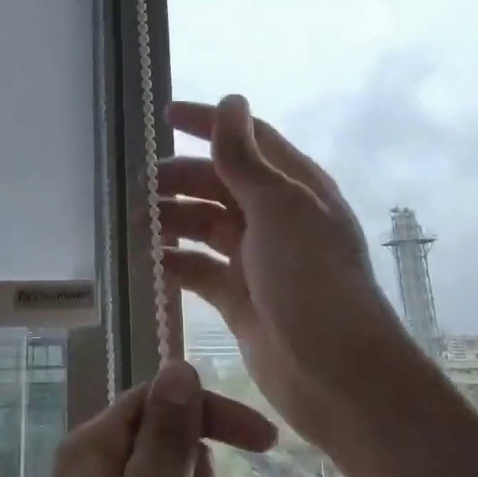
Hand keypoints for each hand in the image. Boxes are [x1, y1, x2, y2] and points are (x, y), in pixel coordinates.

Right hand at [160, 94, 414, 454]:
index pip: (246, 139)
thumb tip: (230, 100)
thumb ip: (245, 158)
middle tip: (141, 186)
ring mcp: (257, 259)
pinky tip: (152, 261)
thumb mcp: (278, 208)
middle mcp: (275, 217)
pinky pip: (200, 269)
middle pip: (219, 182)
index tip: (165, 116)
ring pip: (205, 225)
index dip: (207, 123)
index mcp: (293, 187)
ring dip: (173, 219)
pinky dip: (176, 262)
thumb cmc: (312, 279)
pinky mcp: (240, 298)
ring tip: (138, 225)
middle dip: (180, 178)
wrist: (338, 376)